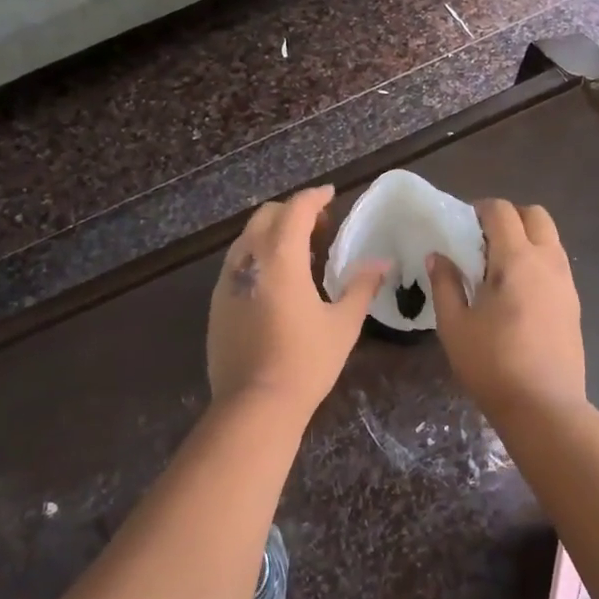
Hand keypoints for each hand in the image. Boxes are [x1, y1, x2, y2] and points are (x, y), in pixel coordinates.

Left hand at [207, 186, 387, 421]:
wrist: (254, 404)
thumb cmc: (305, 361)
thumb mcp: (343, 324)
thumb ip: (361, 287)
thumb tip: (382, 263)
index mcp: (281, 257)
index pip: (296, 209)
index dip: (315, 196)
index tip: (331, 194)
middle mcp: (249, 259)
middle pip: (267, 216)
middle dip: (293, 211)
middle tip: (321, 226)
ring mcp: (227, 280)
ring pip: (248, 237)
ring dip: (274, 232)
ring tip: (301, 253)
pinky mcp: (217, 301)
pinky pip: (238, 262)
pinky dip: (259, 255)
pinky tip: (277, 280)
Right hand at [428, 199, 584, 415]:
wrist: (544, 408)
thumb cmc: (492, 364)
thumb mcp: (454, 325)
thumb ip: (444, 284)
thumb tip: (438, 256)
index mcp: (517, 259)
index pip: (502, 211)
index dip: (480, 209)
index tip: (462, 226)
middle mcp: (548, 262)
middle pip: (535, 215)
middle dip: (509, 217)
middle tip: (482, 240)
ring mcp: (566, 283)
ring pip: (550, 239)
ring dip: (526, 238)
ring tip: (497, 267)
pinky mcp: (574, 304)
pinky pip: (556, 264)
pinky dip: (536, 261)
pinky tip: (516, 292)